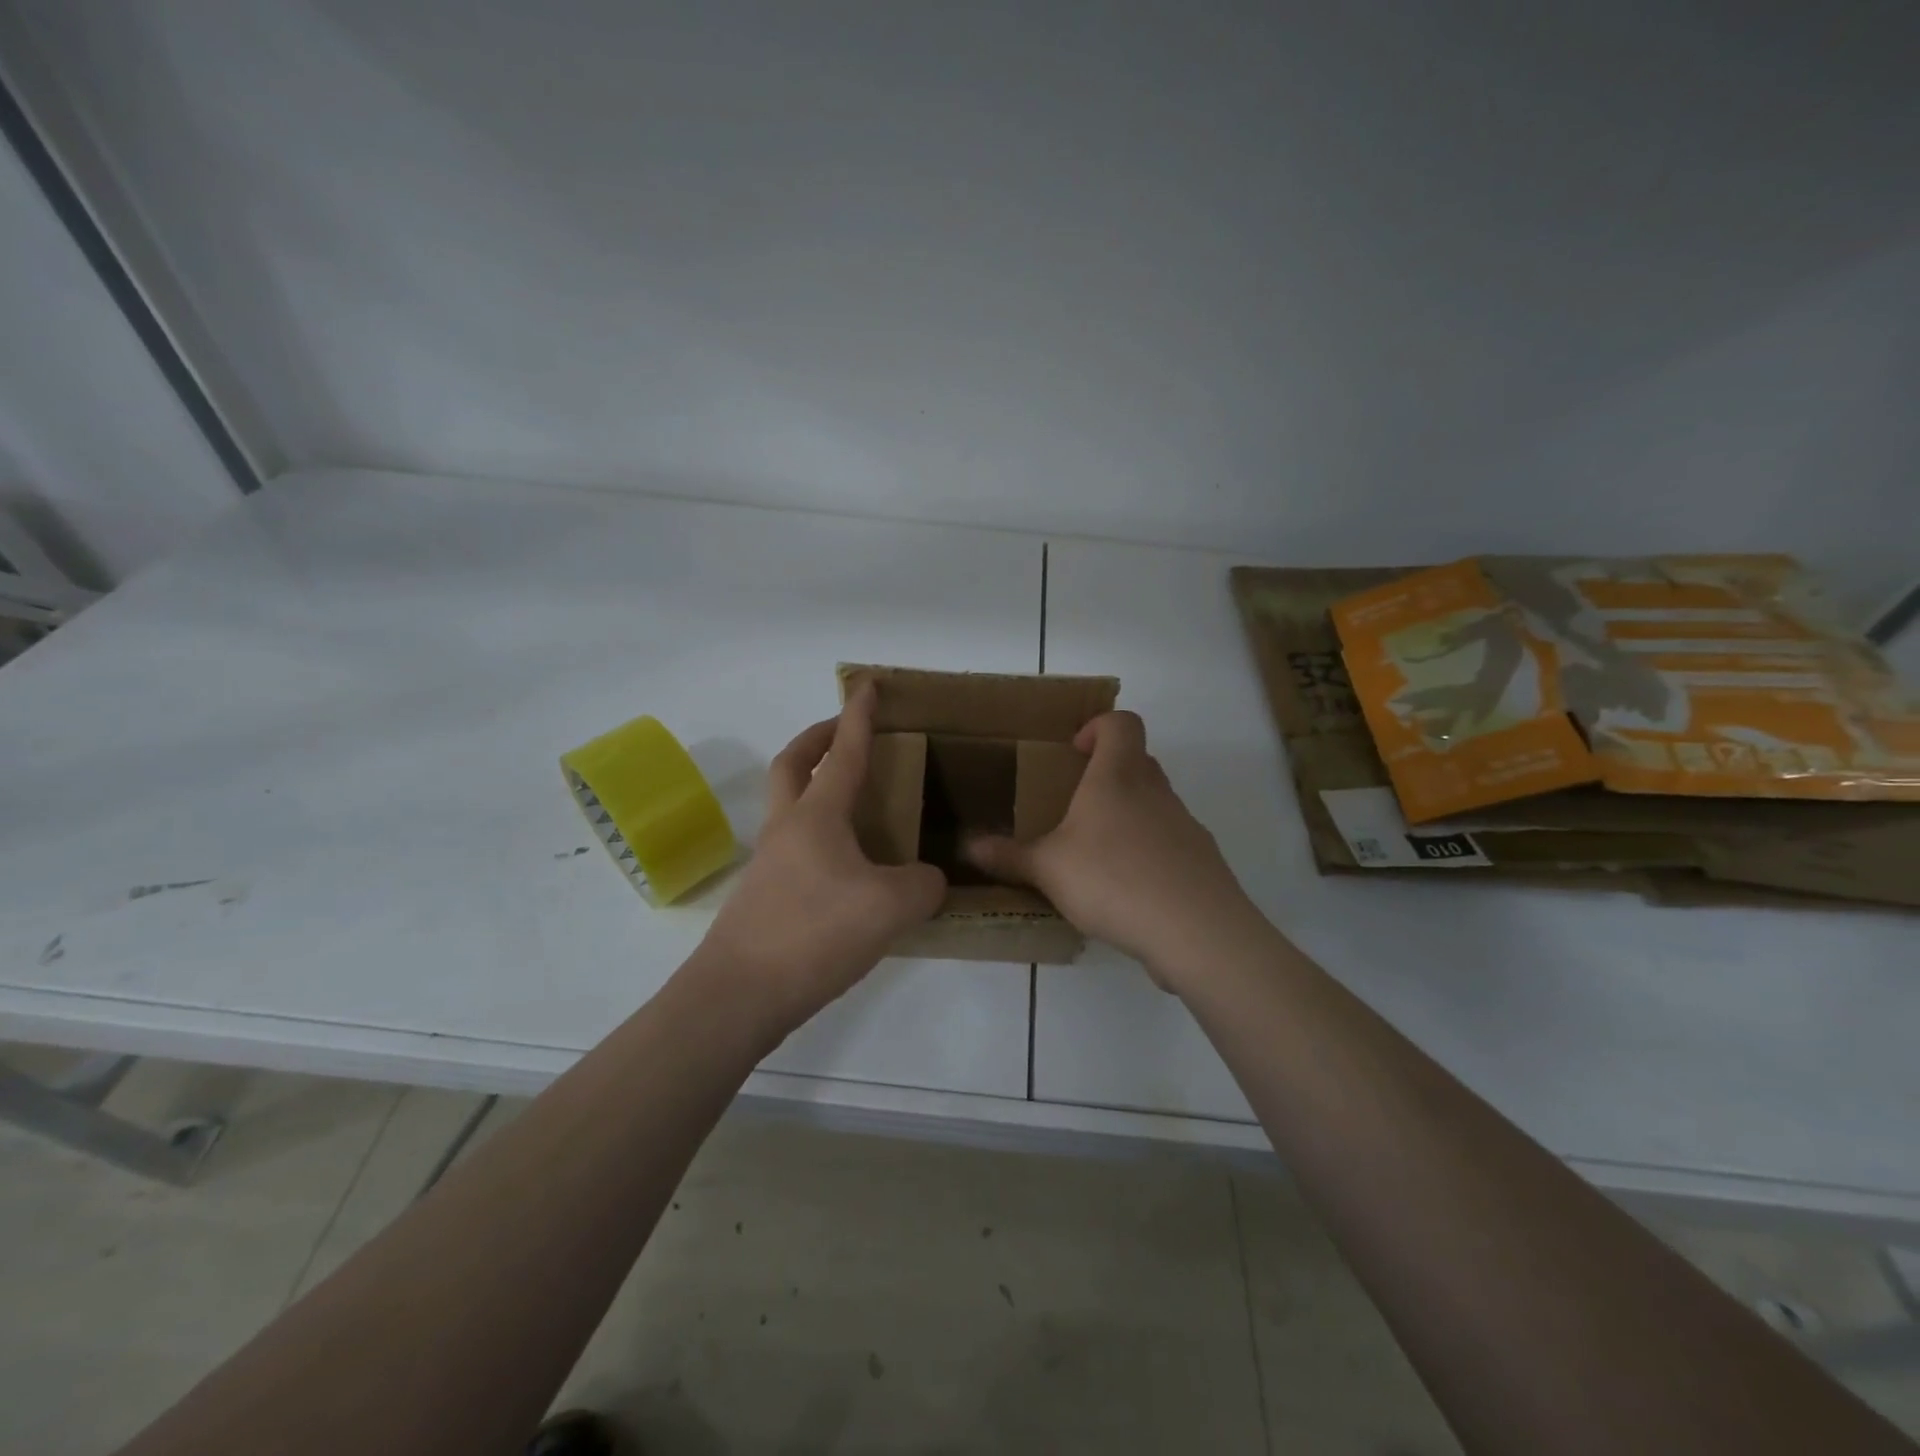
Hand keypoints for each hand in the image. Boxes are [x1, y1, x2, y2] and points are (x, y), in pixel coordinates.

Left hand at [697, 683, 946, 1034]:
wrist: (738, 995)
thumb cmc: (813, 934)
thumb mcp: (890, 907)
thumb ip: (923, 885)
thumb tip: (928, 880)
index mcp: (816, 816)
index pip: (843, 752)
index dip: (858, 716)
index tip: (866, 685)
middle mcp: (787, 829)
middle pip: (793, 764)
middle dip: (818, 739)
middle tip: (844, 733)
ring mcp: (769, 863)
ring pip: (790, 806)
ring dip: (815, 788)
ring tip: (859, 806)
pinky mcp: (765, 897)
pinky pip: (796, 846)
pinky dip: (820, 836)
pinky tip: (849, 868)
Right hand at [965, 712, 1257, 986]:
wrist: (1196, 930)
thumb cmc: (1113, 879)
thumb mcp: (1048, 869)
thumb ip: (1009, 856)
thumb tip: (969, 847)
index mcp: (1118, 777)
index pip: (1121, 723)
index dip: (1098, 726)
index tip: (1075, 752)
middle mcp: (1156, 791)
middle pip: (1139, 761)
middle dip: (1108, 775)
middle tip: (1077, 807)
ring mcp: (1185, 825)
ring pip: (1156, 803)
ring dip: (1129, 817)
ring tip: (1098, 857)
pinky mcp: (1203, 861)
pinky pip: (1171, 843)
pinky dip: (1150, 855)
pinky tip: (1129, 893)